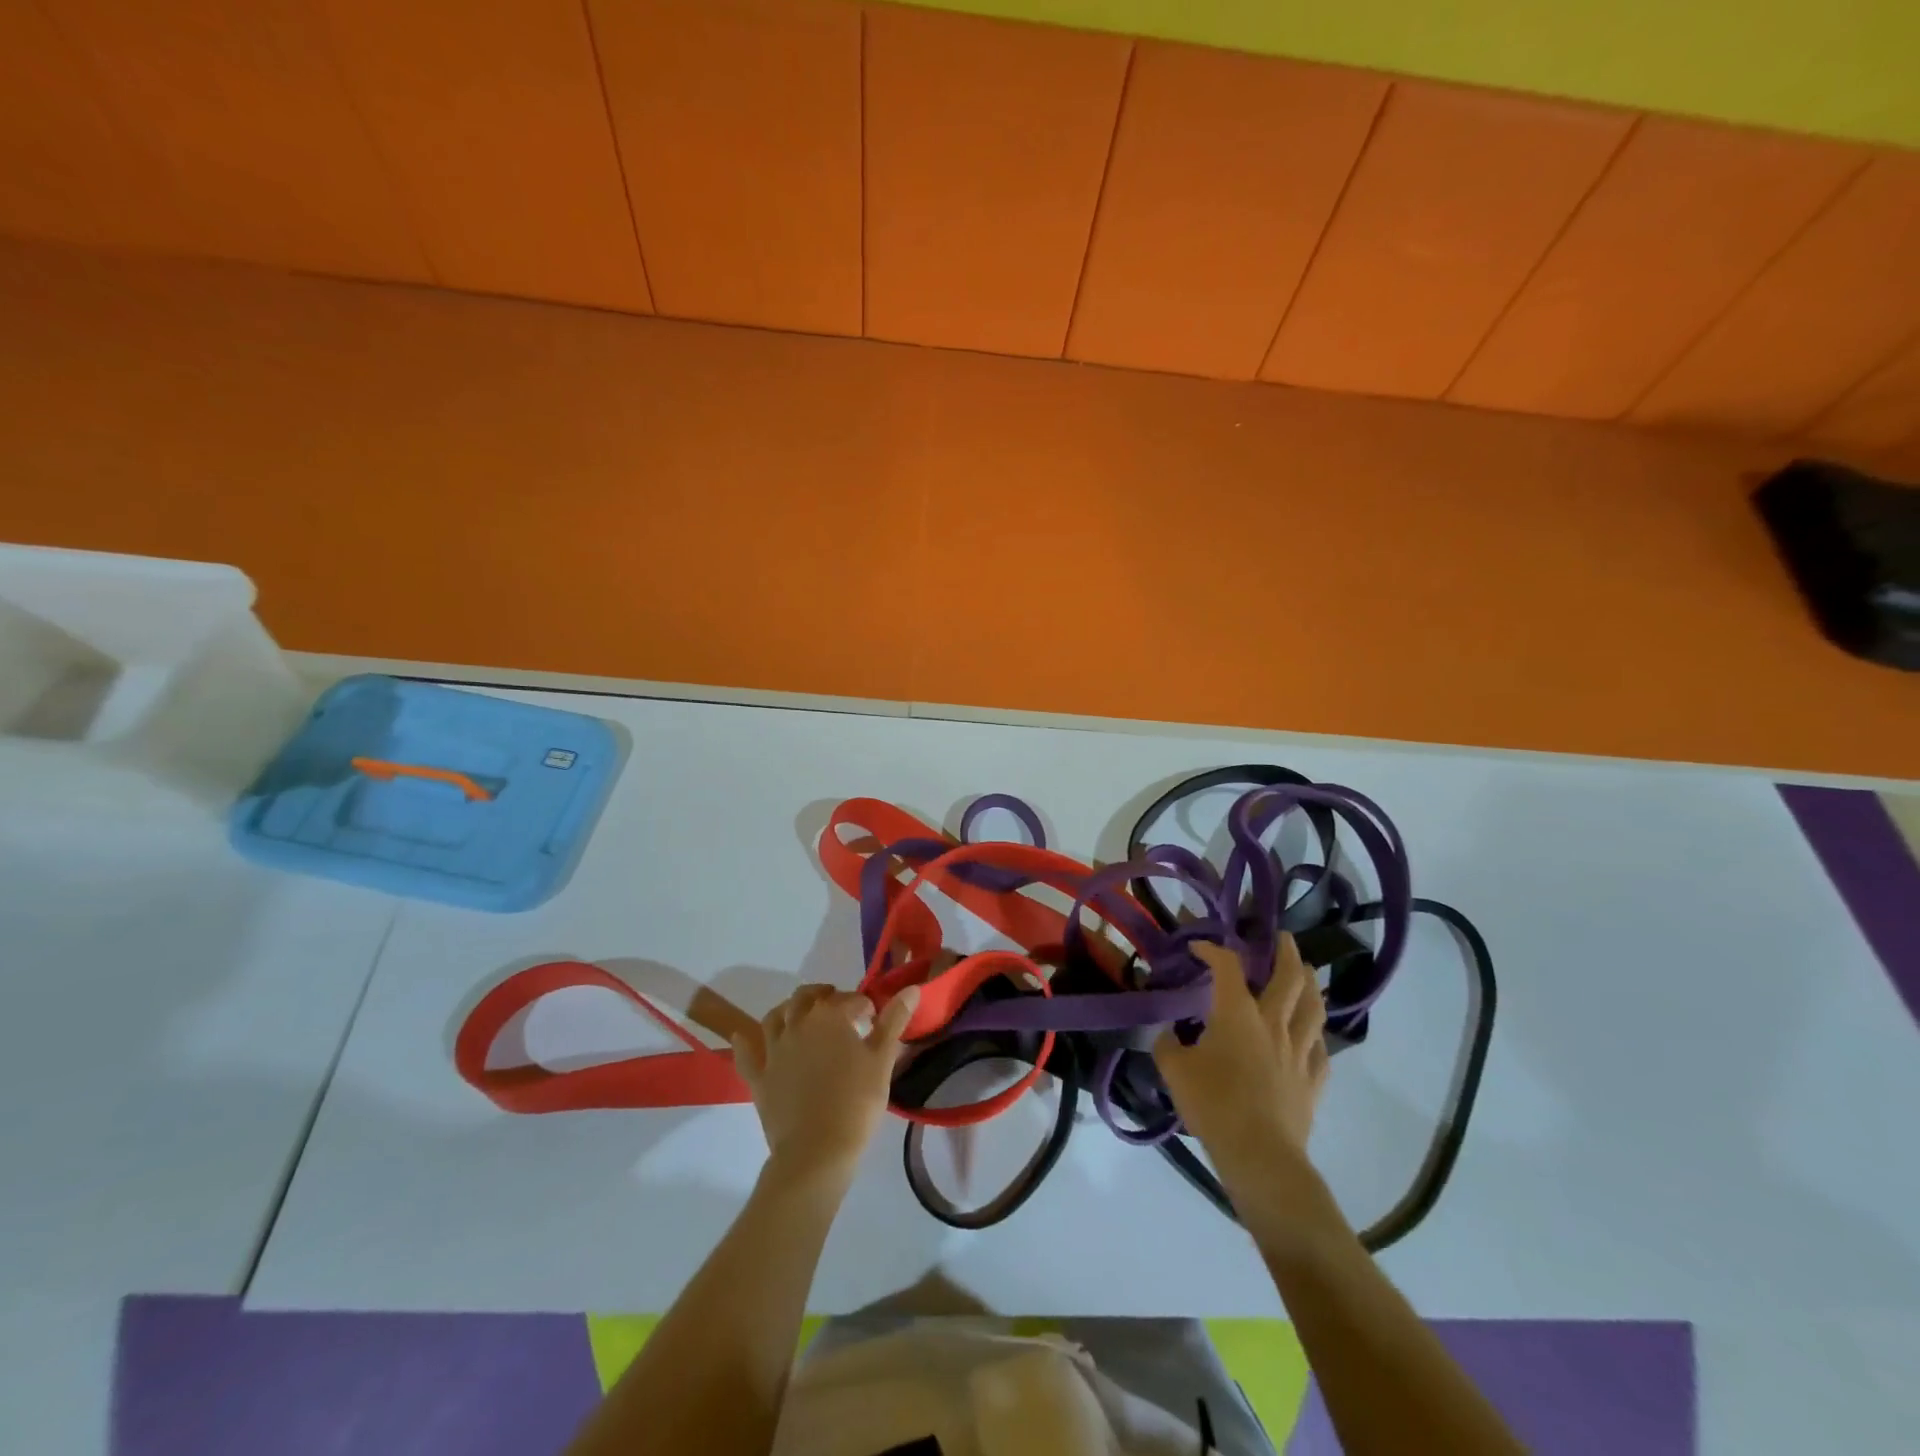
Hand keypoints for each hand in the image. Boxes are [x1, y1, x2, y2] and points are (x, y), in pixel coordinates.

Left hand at [730, 983, 917, 1187]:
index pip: (851, 999)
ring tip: (802, 1017)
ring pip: (776, 1016)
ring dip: (789, 1010)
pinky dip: (746, 1041)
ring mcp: (774, 1049)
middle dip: (824, 997)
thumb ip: (894, 1020)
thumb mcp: (882, 1060)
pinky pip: (746, 1053)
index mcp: (830, 1016)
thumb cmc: (856, 1103)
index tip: (875, 1019)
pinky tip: (745, 1036)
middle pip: (807, 997)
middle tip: (840, 1010)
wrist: (816, 1152)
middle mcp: (798, 1024)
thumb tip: (912, 988)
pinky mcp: (759, 1076)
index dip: (865, 1006)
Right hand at [1154, 935, 1328, 1185]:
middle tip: (1283, 938)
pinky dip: (1315, 1034)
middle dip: (1285, 952)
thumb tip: (1169, 1034)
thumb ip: (1168, 1045)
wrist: (1259, 1155)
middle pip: (1289, 977)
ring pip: (1314, 1008)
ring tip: (1308, 973)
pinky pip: (1320, 1048)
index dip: (1213, 950)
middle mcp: (1273, 1023)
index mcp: (1238, 1014)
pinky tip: (1311, 1036)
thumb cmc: (1213, 1104)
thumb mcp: (1174, 1070)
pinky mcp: (1313, 1080)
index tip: (1199, 948)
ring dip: (1311, 984)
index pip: (1228, 966)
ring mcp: (1299, 1051)